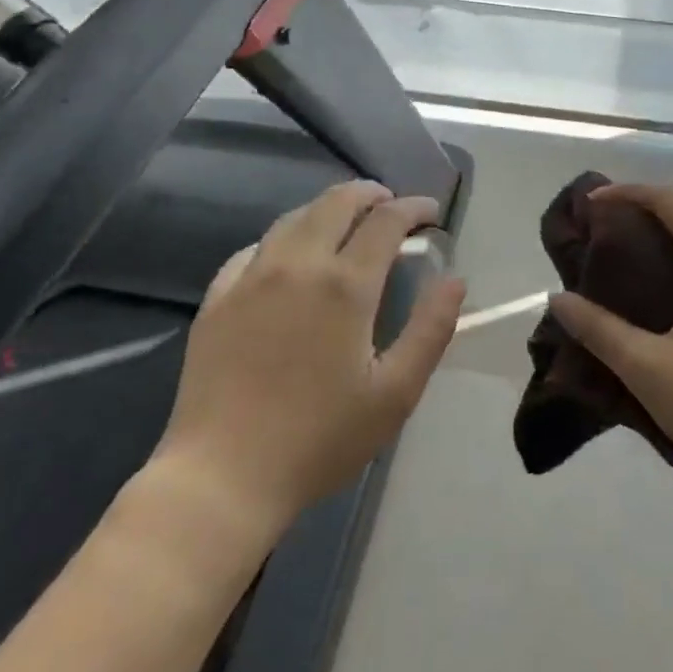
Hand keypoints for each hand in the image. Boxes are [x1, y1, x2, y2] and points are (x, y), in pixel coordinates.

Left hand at [157, 181, 465, 535]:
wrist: (222, 477)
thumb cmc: (319, 440)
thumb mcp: (395, 393)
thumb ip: (431, 329)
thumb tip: (454, 279)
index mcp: (345, 285)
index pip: (386, 221)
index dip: (414, 208)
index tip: (431, 213)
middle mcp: (297, 264)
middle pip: (337, 202)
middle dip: (371, 194)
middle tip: (391, 205)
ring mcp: (251, 277)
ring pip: (294, 218)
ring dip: (327, 209)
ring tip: (346, 222)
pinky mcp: (218, 298)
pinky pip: (254, 248)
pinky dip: (283, 239)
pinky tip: (288, 258)